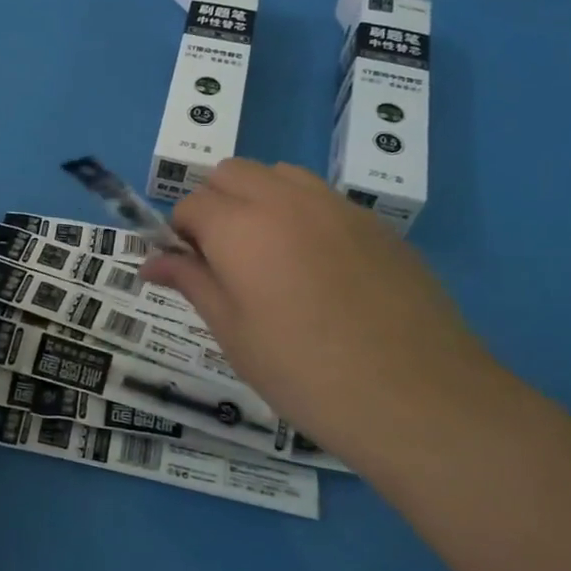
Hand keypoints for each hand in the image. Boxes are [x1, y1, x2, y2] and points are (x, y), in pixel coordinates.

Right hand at [139, 159, 494, 452]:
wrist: (418, 399)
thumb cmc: (306, 374)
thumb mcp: (234, 333)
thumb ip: (191, 283)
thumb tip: (151, 260)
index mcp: (240, 227)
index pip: (191, 204)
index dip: (180, 233)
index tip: (187, 269)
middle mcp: (284, 200)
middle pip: (231, 172)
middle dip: (214, 203)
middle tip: (223, 259)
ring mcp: (336, 206)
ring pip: (278, 174)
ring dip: (258, 198)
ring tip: (269, 255)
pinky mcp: (374, 223)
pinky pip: (322, 197)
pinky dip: (301, 213)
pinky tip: (318, 267)